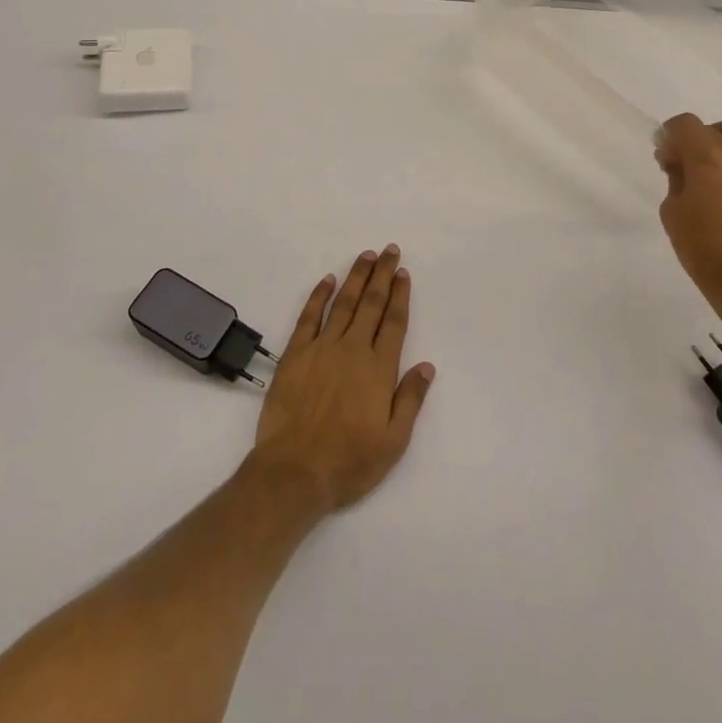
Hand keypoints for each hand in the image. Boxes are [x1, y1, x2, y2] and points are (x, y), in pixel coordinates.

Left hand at [248, 246, 435, 514]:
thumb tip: (427, 366)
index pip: (393, 322)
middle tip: (389, 250)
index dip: (400, 295)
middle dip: (381, 274)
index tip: (403, 273)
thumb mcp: (393, 442)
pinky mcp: (295, 355)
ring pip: (343, 303)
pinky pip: (309, 317)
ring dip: (356, 277)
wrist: (294, 472)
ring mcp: (322, 349)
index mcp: (379, 369)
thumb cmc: (348, 462)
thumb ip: (410, 400)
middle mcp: (352, 350)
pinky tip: (327, 281)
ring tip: (366, 256)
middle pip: (371, 303)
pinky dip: (319, 296)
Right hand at [656, 113, 721, 334]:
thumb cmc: (704, 251)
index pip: (683, 125)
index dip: (669, 135)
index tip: (664, 156)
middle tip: (682, 165)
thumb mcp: (673, 213)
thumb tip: (678, 161)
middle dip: (691, 141)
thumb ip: (675, 179)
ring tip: (715, 153)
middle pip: (710, 130)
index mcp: (706, 159)